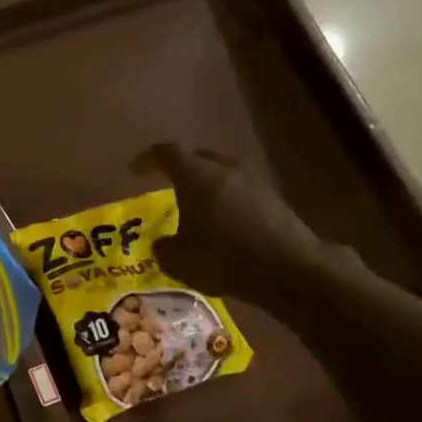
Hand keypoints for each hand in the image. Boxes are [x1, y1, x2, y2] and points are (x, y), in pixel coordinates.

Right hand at [139, 143, 345, 300]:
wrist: (287, 268)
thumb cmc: (222, 257)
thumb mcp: (178, 260)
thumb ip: (164, 248)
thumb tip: (162, 244)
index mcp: (196, 175)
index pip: (166, 153)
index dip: (147, 159)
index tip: (135, 170)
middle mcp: (225, 169)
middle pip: (199, 158)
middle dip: (182, 169)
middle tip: (169, 187)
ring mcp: (254, 181)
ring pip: (223, 174)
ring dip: (208, 186)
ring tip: (197, 209)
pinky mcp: (273, 199)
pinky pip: (241, 192)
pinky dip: (228, 202)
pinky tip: (224, 225)